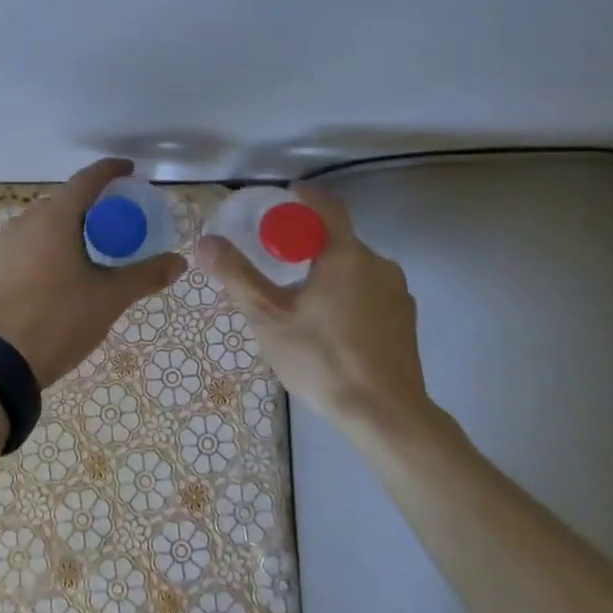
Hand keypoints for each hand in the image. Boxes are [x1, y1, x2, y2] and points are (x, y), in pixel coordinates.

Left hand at [0, 159, 185, 386]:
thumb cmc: (58, 320)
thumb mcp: (109, 298)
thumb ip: (145, 275)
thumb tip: (179, 261)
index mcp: (54, 218)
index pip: (87, 179)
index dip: (110, 171)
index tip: (129, 171)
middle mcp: (25, 221)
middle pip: (64, 202)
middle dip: (90, 206)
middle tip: (115, 224)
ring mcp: (3, 244)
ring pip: (42, 225)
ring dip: (66, 229)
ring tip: (88, 253)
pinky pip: (26, 246)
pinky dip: (46, 249)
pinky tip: (57, 275)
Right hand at [198, 182, 436, 434]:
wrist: (385, 415)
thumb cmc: (322, 360)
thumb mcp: (269, 318)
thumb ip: (237, 276)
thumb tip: (205, 242)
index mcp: (345, 254)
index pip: (326, 205)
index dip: (302, 198)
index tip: (280, 202)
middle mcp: (378, 263)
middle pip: (337, 239)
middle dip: (306, 245)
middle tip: (275, 266)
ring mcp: (398, 291)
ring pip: (355, 268)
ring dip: (328, 273)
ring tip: (300, 303)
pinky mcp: (406, 318)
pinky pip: (370, 291)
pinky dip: (348, 296)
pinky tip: (331, 328)